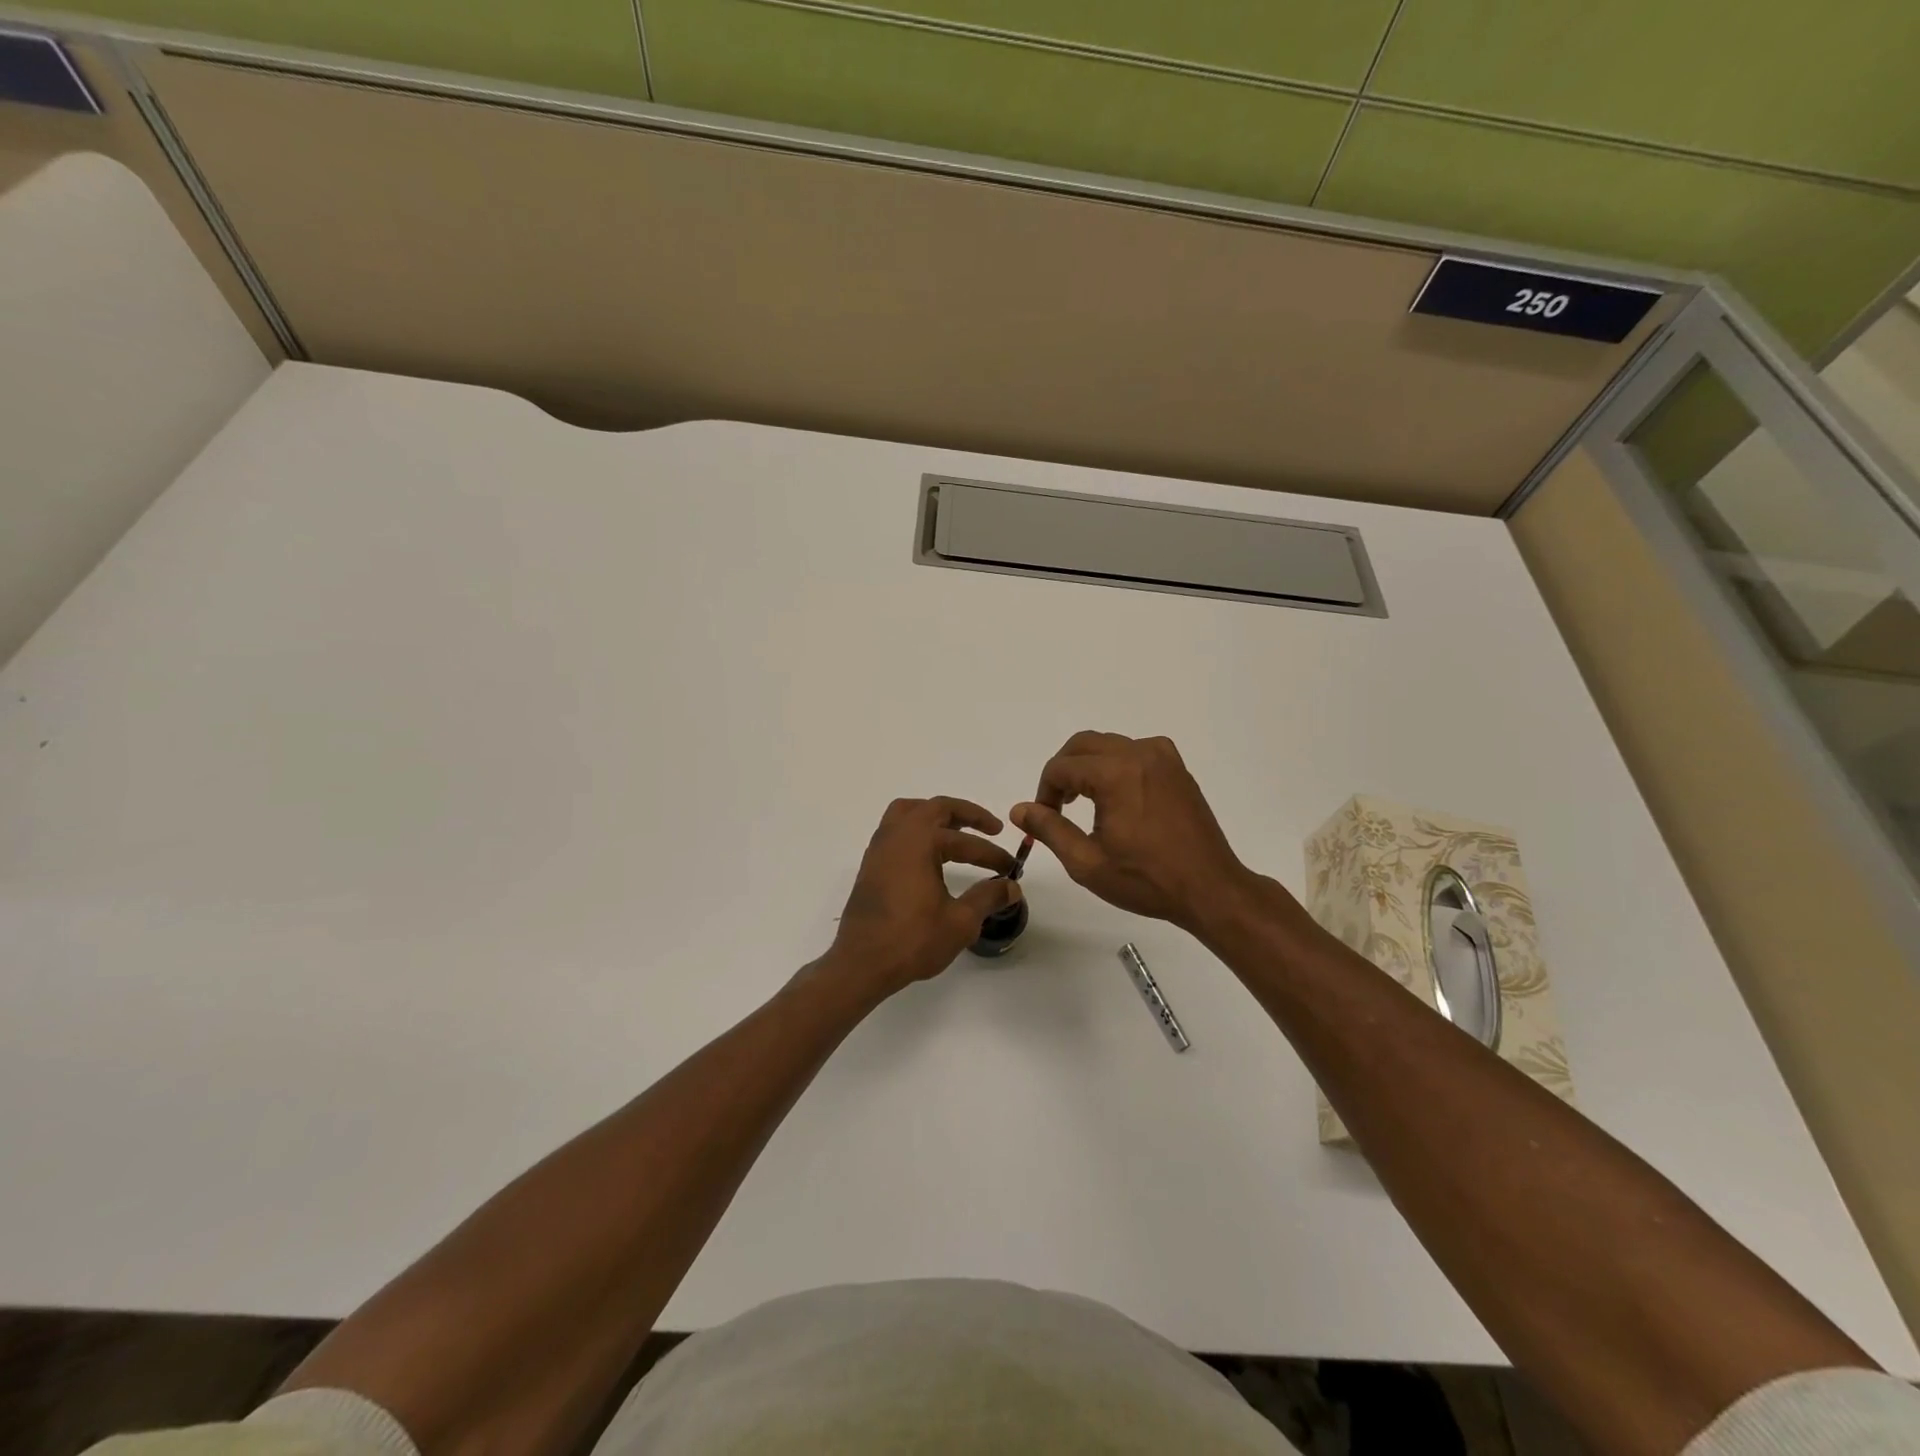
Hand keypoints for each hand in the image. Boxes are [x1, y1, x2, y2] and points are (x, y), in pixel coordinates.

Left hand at [826, 796, 1021, 997]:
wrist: (861, 963)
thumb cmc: (912, 940)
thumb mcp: (960, 922)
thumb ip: (988, 897)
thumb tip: (1011, 887)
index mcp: (920, 841)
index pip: (966, 842)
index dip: (993, 855)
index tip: (1012, 868)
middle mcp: (898, 835)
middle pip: (936, 808)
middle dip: (968, 815)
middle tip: (992, 828)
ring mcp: (880, 847)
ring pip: (910, 812)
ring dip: (936, 815)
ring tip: (958, 830)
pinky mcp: (871, 864)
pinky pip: (896, 829)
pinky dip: (917, 829)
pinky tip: (930, 852)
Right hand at [1012, 732, 1256, 931]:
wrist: (1210, 889)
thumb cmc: (1146, 880)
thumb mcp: (1087, 862)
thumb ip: (1049, 829)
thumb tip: (1019, 808)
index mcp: (1116, 774)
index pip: (1062, 767)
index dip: (1044, 792)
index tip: (1043, 819)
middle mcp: (1140, 753)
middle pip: (1083, 744)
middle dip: (1063, 771)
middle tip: (1057, 806)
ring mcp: (1163, 757)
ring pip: (1109, 744)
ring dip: (1088, 766)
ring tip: (1083, 803)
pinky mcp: (1177, 768)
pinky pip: (1135, 751)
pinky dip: (1116, 764)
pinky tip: (1116, 797)